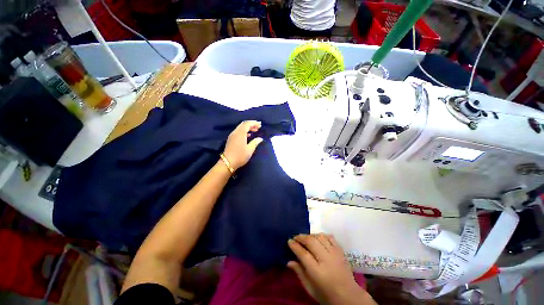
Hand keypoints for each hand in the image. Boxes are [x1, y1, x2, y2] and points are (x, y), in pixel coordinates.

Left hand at [223, 121, 263, 170]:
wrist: (228, 163)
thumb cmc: (240, 156)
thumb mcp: (250, 150)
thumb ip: (255, 142)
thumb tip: (260, 138)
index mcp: (240, 133)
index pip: (247, 124)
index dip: (254, 123)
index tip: (260, 124)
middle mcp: (235, 132)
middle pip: (243, 124)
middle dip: (251, 124)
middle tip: (258, 127)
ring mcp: (232, 135)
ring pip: (240, 128)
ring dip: (248, 128)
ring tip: (255, 130)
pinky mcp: (231, 139)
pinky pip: (238, 131)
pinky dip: (244, 131)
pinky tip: (249, 135)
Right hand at [288, 234, 375, 304]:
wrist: (349, 297)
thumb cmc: (327, 295)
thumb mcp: (310, 289)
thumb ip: (300, 273)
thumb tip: (289, 261)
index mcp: (318, 272)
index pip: (303, 254)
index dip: (295, 246)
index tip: (289, 241)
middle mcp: (326, 260)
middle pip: (311, 242)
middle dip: (301, 237)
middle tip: (295, 237)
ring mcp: (335, 254)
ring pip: (320, 237)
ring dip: (311, 235)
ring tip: (305, 237)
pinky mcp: (341, 251)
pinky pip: (330, 237)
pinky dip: (322, 235)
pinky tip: (318, 237)